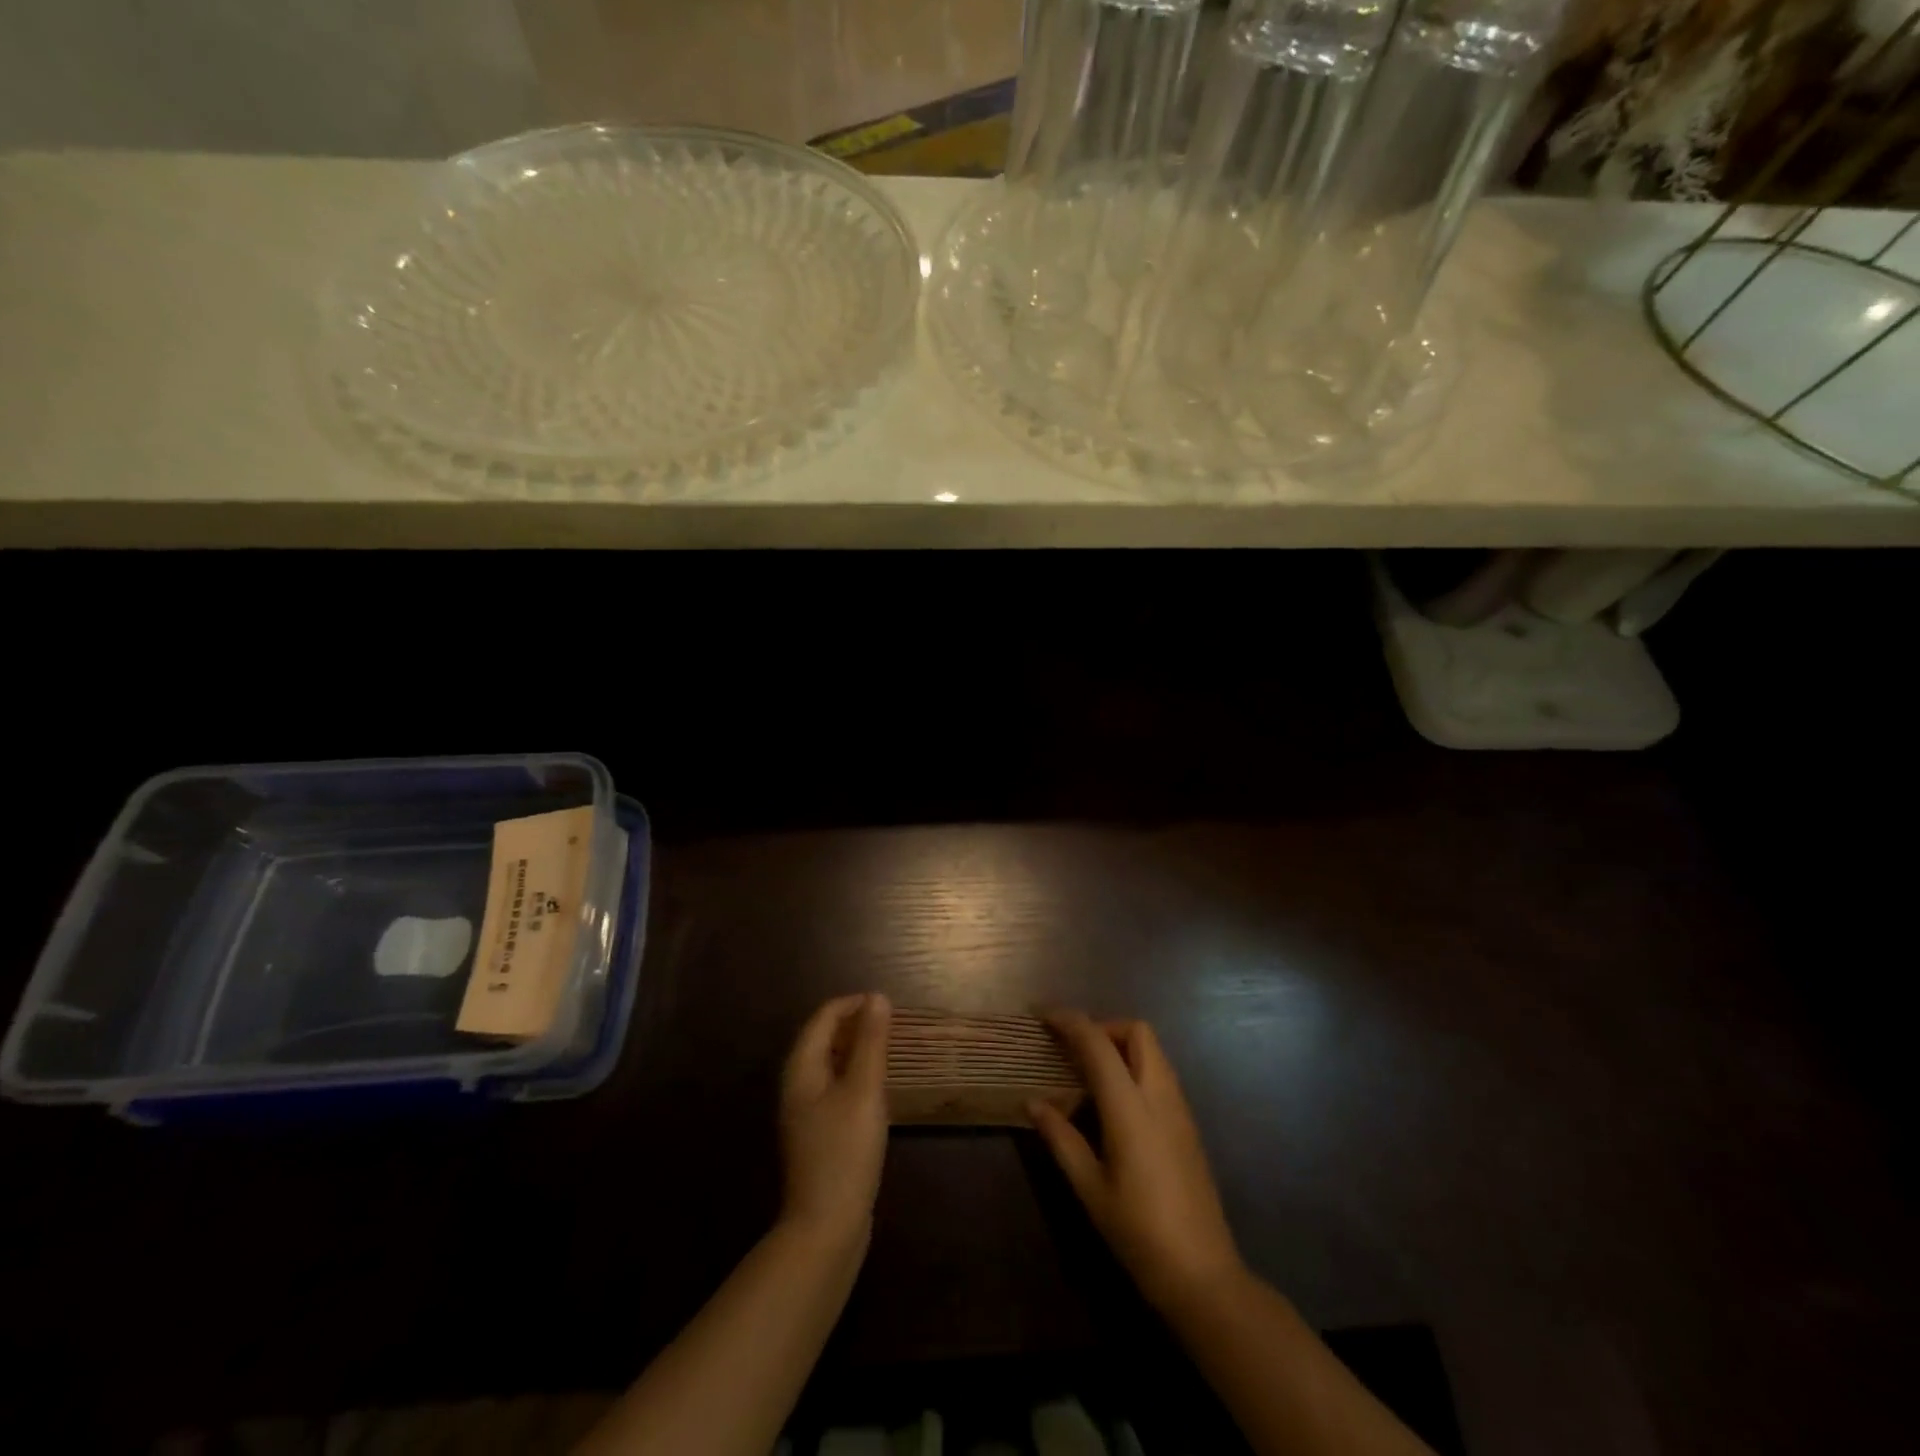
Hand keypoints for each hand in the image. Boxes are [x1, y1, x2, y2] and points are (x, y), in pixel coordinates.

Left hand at [779, 993, 890, 1247]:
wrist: (826, 1227)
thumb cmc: (845, 1151)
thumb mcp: (864, 1091)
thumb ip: (871, 1042)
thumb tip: (877, 998)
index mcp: (801, 1068)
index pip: (823, 1017)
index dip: (854, 1004)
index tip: (888, 1006)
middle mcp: (797, 1084)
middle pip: (823, 1038)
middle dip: (856, 1025)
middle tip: (893, 1026)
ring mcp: (805, 1111)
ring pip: (830, 1063)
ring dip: (857, 1050)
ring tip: (890, 1050)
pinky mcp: (817, 1133)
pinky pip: (835, 1087)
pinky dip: (855, 1076)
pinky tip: (877, 1089)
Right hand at [1030, 1010, 1244, 1311]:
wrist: (1203, 1274)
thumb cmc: (1138, 1232)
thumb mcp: (1089, 1187)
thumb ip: (1061, 1138)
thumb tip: (1032, 1102)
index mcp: (1130, 1107)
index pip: (1099, 1044)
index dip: (1070, 1022)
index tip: (1045, 1018)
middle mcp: (1159, 1096)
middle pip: (1137, 1032)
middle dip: (1104, 1027)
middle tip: (1074, 1048)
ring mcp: (1180, 1109)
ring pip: (1153, 1050)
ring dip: (1121, 1045)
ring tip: (1089, 1073)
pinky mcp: (1188, 1124)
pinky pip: (1161, 1074)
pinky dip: (1135, 1067)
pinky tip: (1115, 1101)